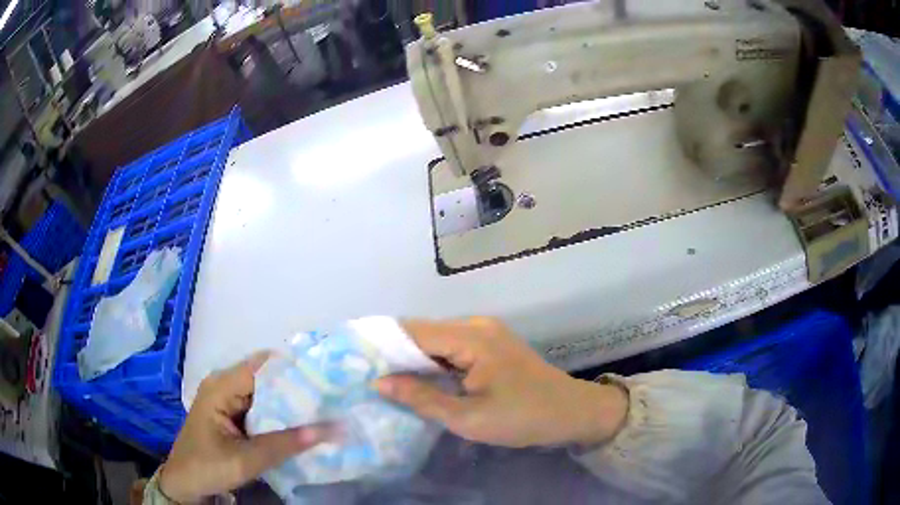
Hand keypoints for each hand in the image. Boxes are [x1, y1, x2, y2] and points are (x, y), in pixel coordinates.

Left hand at [159, 352, 330, 502]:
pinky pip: (259, 405)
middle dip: (295, 386)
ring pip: (264, 392)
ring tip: (322, 408)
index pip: (263, 366)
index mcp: (221, 387)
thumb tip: (331, 429)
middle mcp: (223, 384)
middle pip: (265, 376)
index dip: (293, 369)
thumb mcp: (247, 459)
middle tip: (329, 398)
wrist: (184, 483)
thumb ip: (286, 444)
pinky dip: (278, 413)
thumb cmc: (208, 467)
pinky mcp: (230, 412)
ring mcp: (226, 398)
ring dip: (289, 401)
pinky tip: (298, 422)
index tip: (326, 379)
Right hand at [375, 318, 628, 447]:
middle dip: (393, 353)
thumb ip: (421, 398)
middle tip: (362, 374)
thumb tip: (379, 381)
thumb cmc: (523, 418)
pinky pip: (450, 348)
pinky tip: (415, 379)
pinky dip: (431, 363)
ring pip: (435, 340)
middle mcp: (475, 325)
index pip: (412, 332)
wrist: (571, 413)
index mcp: (471, 337)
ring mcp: (484, 333)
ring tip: (381, 378)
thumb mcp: (468, 418)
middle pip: (422, 332)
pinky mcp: (489, 344)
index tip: (352, 361)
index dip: (381, 345)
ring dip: (411, 359)